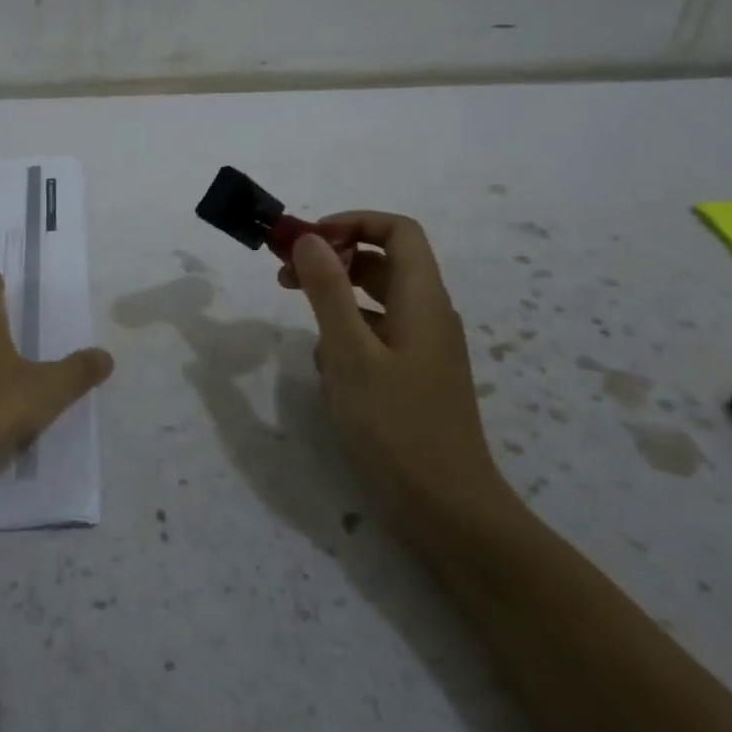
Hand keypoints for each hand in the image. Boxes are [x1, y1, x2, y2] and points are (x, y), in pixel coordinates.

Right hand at [277, 213, 514, 532]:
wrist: (447, 508)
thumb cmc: (396, 426)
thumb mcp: (350, 353)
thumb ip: (328, 291)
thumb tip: (309, 238)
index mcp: (422, 299)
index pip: (398, 231)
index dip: (352, 223)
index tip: (307, 241)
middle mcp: (429, 315)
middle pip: (383, 263)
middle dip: (333, 261)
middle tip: (284, 278)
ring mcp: (424, 348)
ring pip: (376, 302)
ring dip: (336, 302)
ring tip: (303, 327)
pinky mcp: (414, 377)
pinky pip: (377, 337)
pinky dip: (349, 338)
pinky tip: (328, 371)